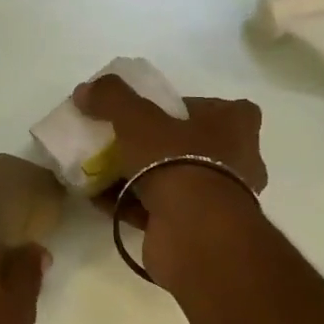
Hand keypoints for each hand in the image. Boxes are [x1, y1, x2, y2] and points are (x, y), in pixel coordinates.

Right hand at [73, 75, 267, 286]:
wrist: (193, 233)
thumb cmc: (178, 162)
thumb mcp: (138, 120)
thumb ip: (112, 99)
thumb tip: (84, 90)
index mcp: (237, 127)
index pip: (219, 108)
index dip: (187, 108)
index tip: (154, 112)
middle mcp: (238, 162)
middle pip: (192, 146)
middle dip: (156, 146)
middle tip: (122, 142)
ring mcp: (219, 201)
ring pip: (175, 181)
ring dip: (138, 178)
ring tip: (101, 171)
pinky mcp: (197, 230)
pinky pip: (160, 210)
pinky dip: (132, 205)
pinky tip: (100, 200)